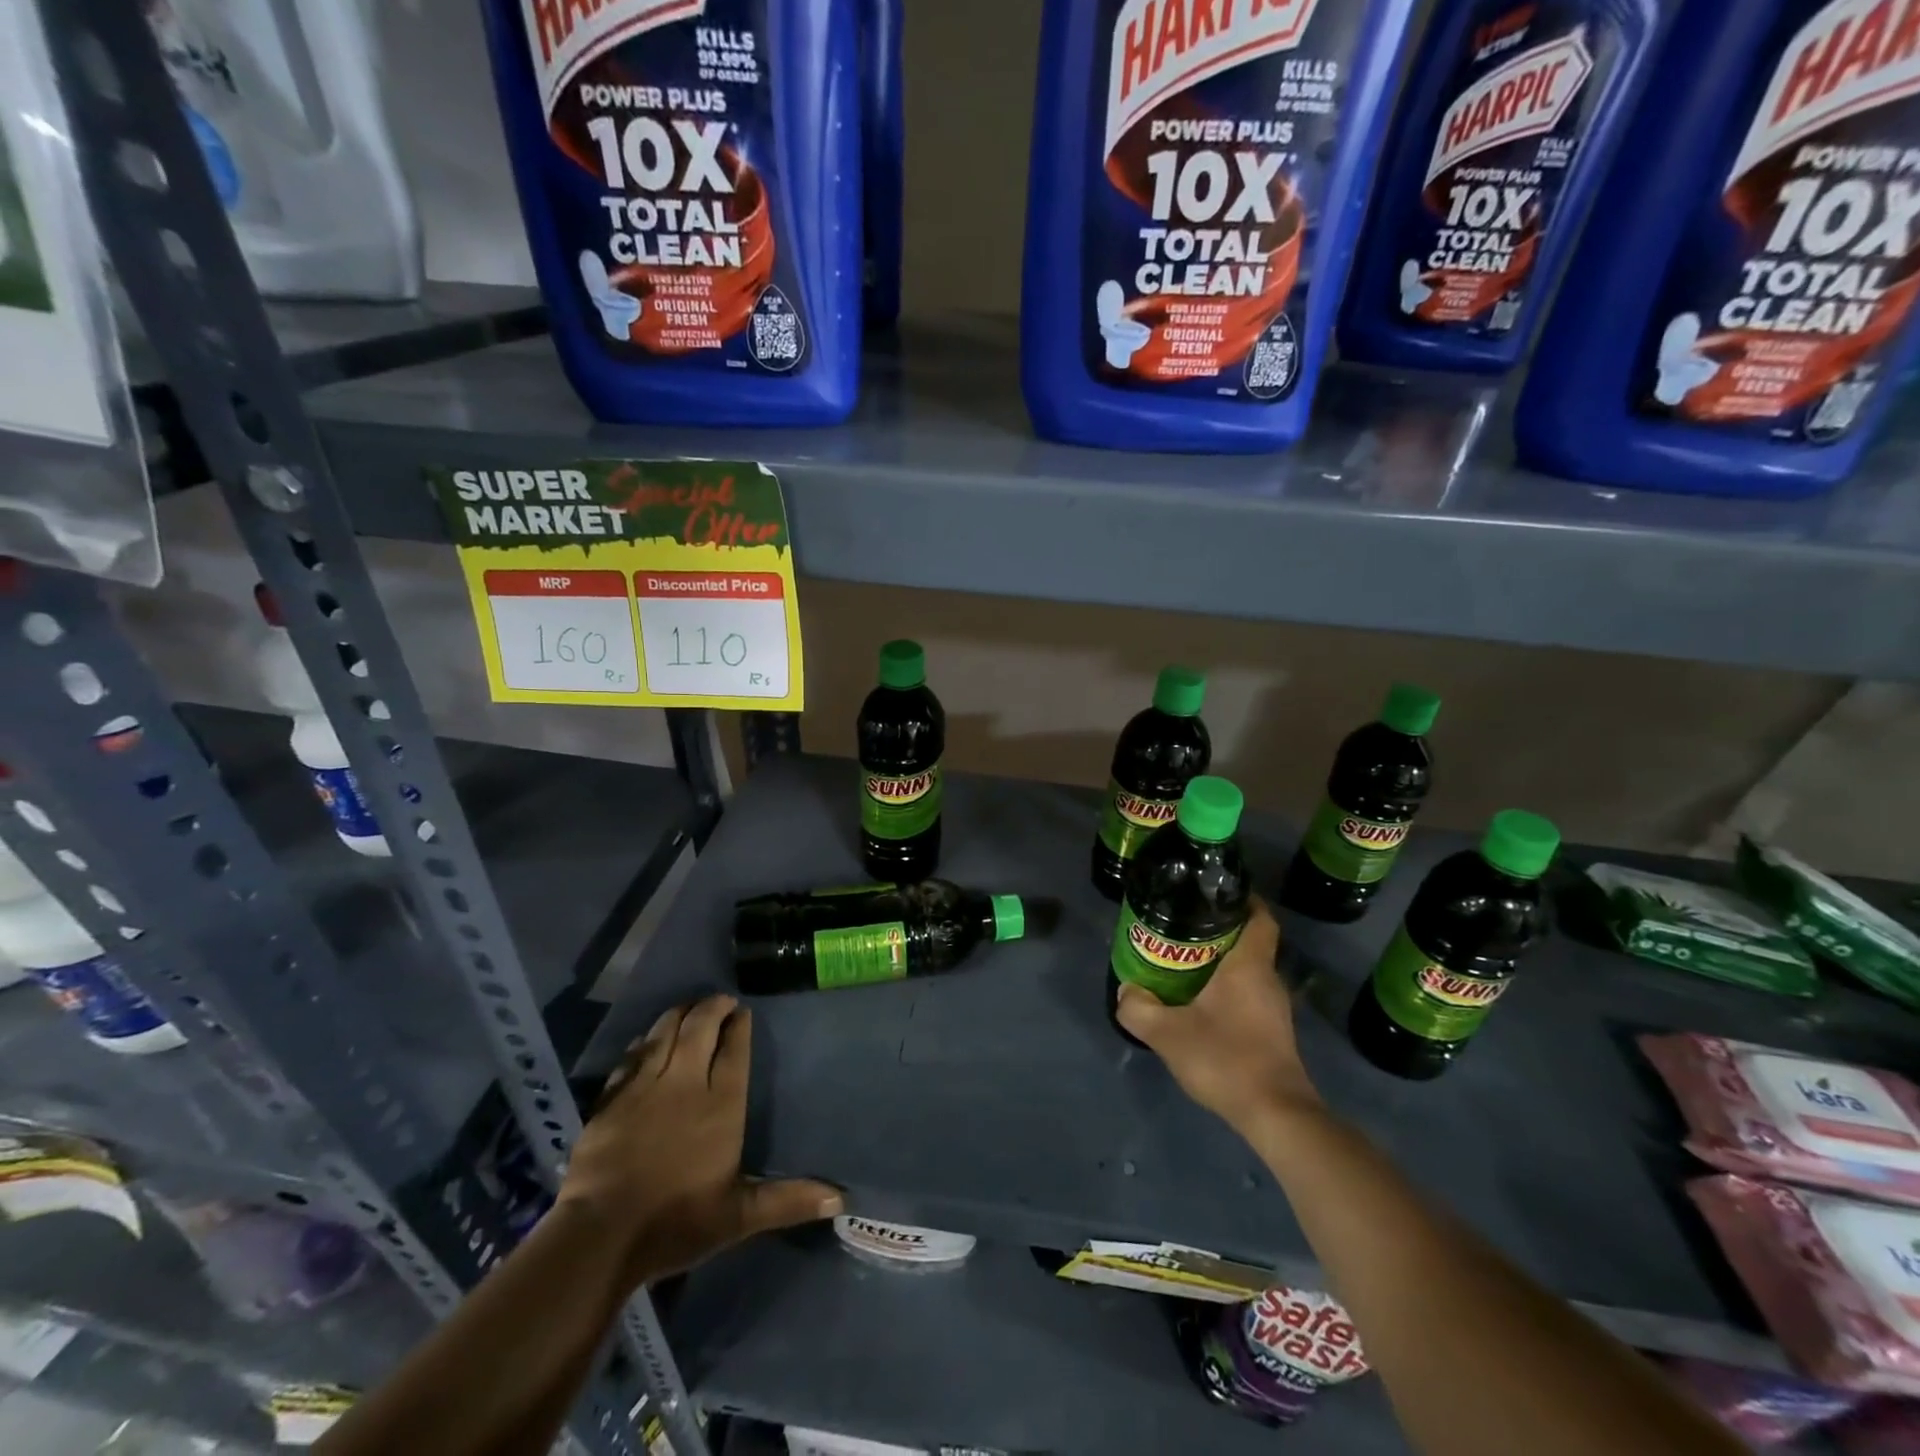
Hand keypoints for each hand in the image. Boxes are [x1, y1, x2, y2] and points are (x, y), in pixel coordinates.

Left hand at [557, 994, 842, 1286]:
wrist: (600, 1235)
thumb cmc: (675, 1222)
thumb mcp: (738, 1216)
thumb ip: (787, 1201)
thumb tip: (840, 1199)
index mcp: (720, 1104)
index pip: (734, 1050)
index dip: (740, 1026)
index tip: (744, 1012)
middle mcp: (685, 1082)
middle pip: (699, 1027)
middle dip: (712, 1007)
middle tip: (722, 1001)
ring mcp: (645, 1086)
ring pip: (665, 1032)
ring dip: (680, 1014)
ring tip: (689, 1008)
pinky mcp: (612, 1097)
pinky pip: (632, 1055)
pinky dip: (645, 1041)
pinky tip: (647, 1040)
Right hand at [1116, 900, 1322, 1136]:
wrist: (1276, 1115)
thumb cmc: (1226, 1059)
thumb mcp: (1168, 1034)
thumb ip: (1139, 1009)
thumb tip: (1126, 992)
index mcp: (1249, 966)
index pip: (1259, 917)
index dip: (1242, 899)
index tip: (1214, 893)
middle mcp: (1267, 979)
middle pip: (1249, 941)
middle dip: (1218, 930)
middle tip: (1181, 927)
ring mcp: (1274, 1008)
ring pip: (1247, 970)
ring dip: (1221, 963)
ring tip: (1182, 962)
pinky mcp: (1273, 1033)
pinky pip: (1248, 995)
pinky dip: (1226, 990)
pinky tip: (1199, 1003)